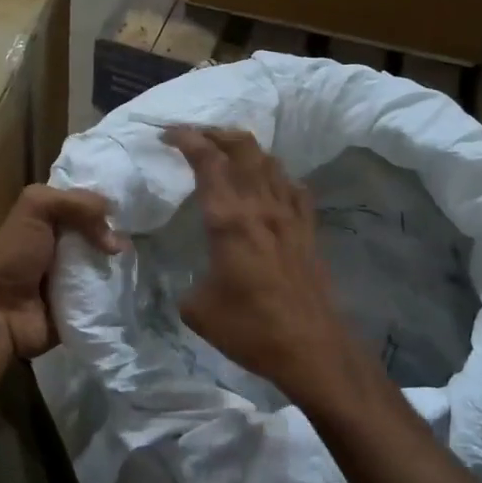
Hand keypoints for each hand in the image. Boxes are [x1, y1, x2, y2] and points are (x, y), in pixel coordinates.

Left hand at [0, 184, 121, 358]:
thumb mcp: (35, 208)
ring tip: (136, 260)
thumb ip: (76, 202)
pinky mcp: (84, 304)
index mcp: (51, 219)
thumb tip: (115, 232)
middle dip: (121, 233)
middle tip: (135, 236)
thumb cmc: (14, 256)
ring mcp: (76, 276)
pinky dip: (121, 289)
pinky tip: (131, 283)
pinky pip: (110, 292)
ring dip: (123, 262)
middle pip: (104, 232)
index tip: (132, 204)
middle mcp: (65, 245)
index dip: (107, 203)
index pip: (88, 203)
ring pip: (110, 262)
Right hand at [163, 127, 360, 405]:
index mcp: (229, 221)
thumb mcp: (198, 310)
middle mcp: (261, 207)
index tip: (169, 134)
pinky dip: (277, 176)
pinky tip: (270, 185)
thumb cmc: (250, 329)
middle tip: (197, 135)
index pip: (208, 162)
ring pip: (270, 163)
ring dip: (247, 149)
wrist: (312, 349)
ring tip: (229, 152)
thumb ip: (187, 283)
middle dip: (218, 133)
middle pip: (244, 148)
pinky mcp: (309, 231)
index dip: (188, 140)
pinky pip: (293, 188)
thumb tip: (190, 280)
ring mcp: (290, 217)